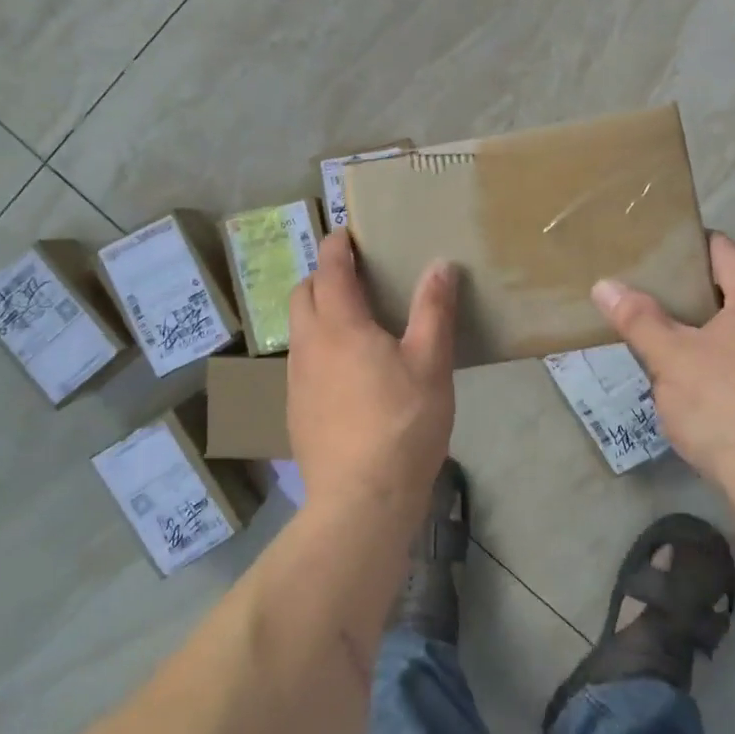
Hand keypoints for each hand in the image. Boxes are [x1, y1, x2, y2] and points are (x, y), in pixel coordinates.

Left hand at [287, 231, 457, 514]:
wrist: (361, 499)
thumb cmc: (402, 425)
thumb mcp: (430, 364)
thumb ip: (434, 311)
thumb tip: (440, 265)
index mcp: (339, 326)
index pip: (330, 269)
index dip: (336, 246)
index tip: (346, 234)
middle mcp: (309, 345)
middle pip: (302, 294)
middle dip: (321, 276)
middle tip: (352, 277)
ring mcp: (295, 379)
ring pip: (298, 329)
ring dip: (316, 312)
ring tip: (350, 321)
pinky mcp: (294, 409)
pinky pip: (301, 361)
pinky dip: (317, 347)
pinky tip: (344, 372)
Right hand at [593, 232, 734, 501]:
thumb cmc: (725, 407)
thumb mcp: (670, 359)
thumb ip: (639, 319)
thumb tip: (605, 285)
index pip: (730, 253)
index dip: (697, 244)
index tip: (664, 249)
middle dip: (700, 290)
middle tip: (657, 295)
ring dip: (717, 329)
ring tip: (675, 339)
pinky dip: (733, 360)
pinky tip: (706, 385)